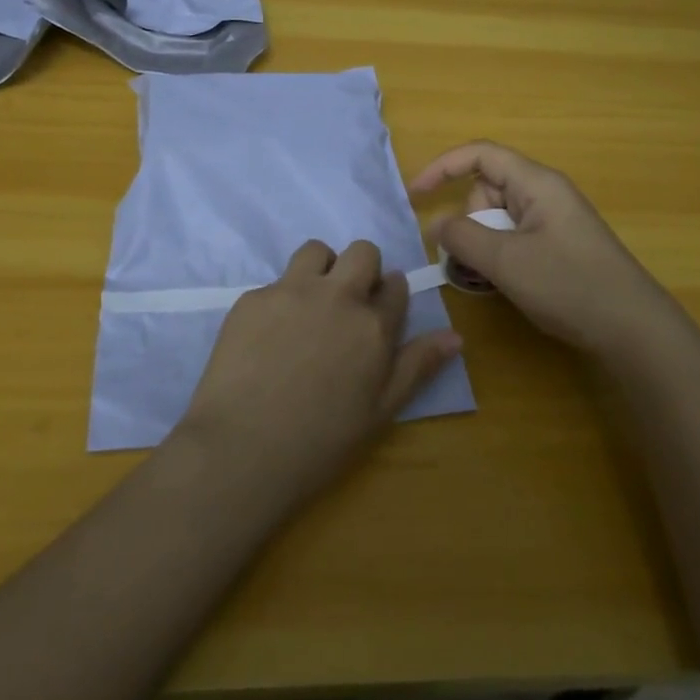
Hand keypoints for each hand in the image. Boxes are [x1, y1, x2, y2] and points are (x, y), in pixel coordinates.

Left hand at [175, 239, 462, 511]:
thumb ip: (418, 366)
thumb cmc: (321, 441)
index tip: (378, 311)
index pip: (396, 286)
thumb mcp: (381, 411)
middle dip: (362, 268)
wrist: (243, 449)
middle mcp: (337, 296)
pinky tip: (268, 337)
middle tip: (347, 303)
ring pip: (316, 250)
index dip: (389, 295)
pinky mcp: (253, 297)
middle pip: (362, 252)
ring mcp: (292, 291)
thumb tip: (456, 336)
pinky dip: (280, 300)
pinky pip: (275, 282)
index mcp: (373, 325)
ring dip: (321, 268)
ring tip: (309, 304)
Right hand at [409, 140, 675, 364]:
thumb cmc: (569, 285)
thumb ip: (462, 237)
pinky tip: (504, 286)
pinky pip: (513, 239)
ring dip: (482, 246)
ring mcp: (553, 221)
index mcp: (536, 183)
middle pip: (486, 191)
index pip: (480, 155)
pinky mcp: (558, 247)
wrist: (634, 330)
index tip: (415, 196)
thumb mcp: (506, 261)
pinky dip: (499, 258)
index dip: (442, 168)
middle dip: (468, 222)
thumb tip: (438, 225)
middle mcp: (544, 194)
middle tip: (473, 261)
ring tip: (490, 281)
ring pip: (497, 219)